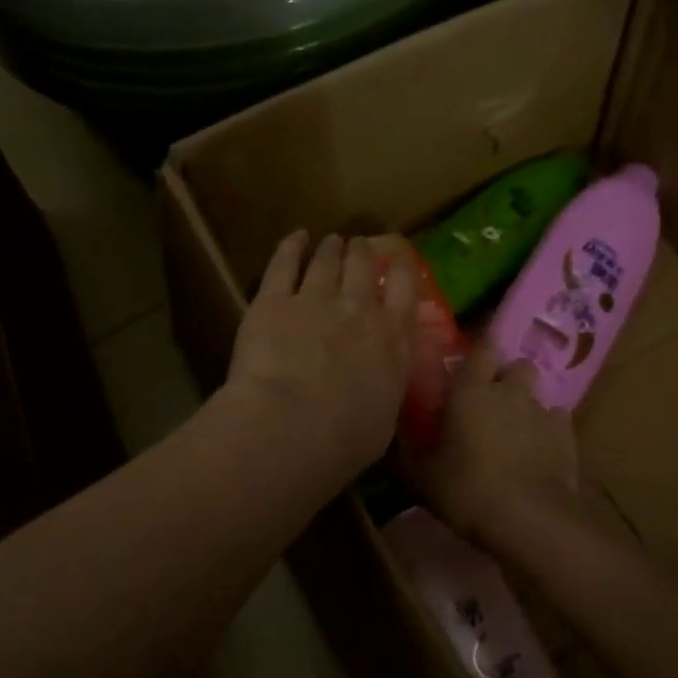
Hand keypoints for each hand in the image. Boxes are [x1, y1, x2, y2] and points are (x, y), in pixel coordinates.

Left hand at [225, 232, 416, 479]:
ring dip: (331, 248)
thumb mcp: (383, 421)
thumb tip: (380, 388)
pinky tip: (295, 238)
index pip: (405, 289)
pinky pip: (284, 263)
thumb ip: (384, 392)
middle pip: (364, 266)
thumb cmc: (344, 440)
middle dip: (363, 252)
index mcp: (392, 340)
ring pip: (327, 260)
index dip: (402, 268)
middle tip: (359, 246)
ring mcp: (314, 299)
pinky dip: (291, 246)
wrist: (291, 426)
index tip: (398, 258)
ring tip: (332, 241)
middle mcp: (358, 310)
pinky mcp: (272, 301)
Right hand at [404, 344, 580, 541]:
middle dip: (508, 378)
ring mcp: (542, 413)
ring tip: (515, 432)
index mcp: (470, 392)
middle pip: (517, 366)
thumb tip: (386, 450)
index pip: (481, 349)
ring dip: (526, 406)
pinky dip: (548, 431)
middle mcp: (509, 392)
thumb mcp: (421, 479)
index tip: (469, 369)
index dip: (479, 355)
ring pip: (537, 395)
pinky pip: (557, 422)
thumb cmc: (466, 490)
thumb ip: (404, 458)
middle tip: (491, 402)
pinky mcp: (567, 437)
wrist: (527, 518)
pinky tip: (538, 451)